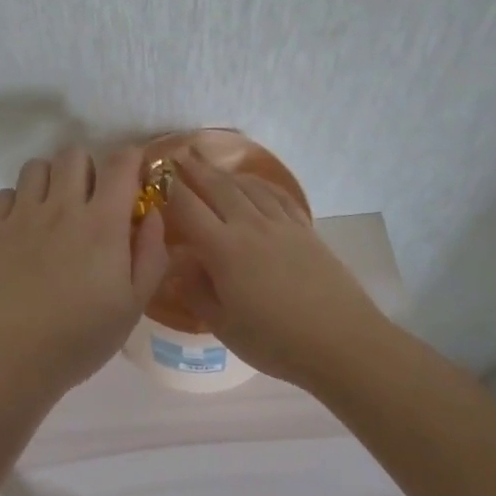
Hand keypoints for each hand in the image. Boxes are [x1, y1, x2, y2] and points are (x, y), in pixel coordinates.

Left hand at [0, 146, 170, 392]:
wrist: (8, 361)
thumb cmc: (80, 338)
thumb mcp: (133, 305)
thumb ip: (151, 254)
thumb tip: (152, 213)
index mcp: (102, 222)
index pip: (121, 162)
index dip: (132, 159)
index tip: (136, 178)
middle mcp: (62, 207)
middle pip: (74, 153)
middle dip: (90, 167)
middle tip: (95, 199)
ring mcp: (22, 216)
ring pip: (37, 166)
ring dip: (53, 178)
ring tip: (58, 209)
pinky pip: (6, 192)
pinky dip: (20, 201)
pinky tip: (26, 229)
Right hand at [163, 154, 390, 387]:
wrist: (341, 342)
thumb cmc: (275, 342)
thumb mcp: (223, 327)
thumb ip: (196, 291)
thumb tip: (180, 264)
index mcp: (224, 250)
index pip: (187, 208)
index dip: (168, 189)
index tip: (155, 176)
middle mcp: (250, 226)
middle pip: (218, 187)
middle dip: (195, 168)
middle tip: (179, 153)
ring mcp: (281, 224)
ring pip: (247, 187)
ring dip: (225, 173)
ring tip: (211, 164)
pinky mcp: (305, 230)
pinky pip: (277, 196)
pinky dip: (259, 183)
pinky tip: (253, 184)